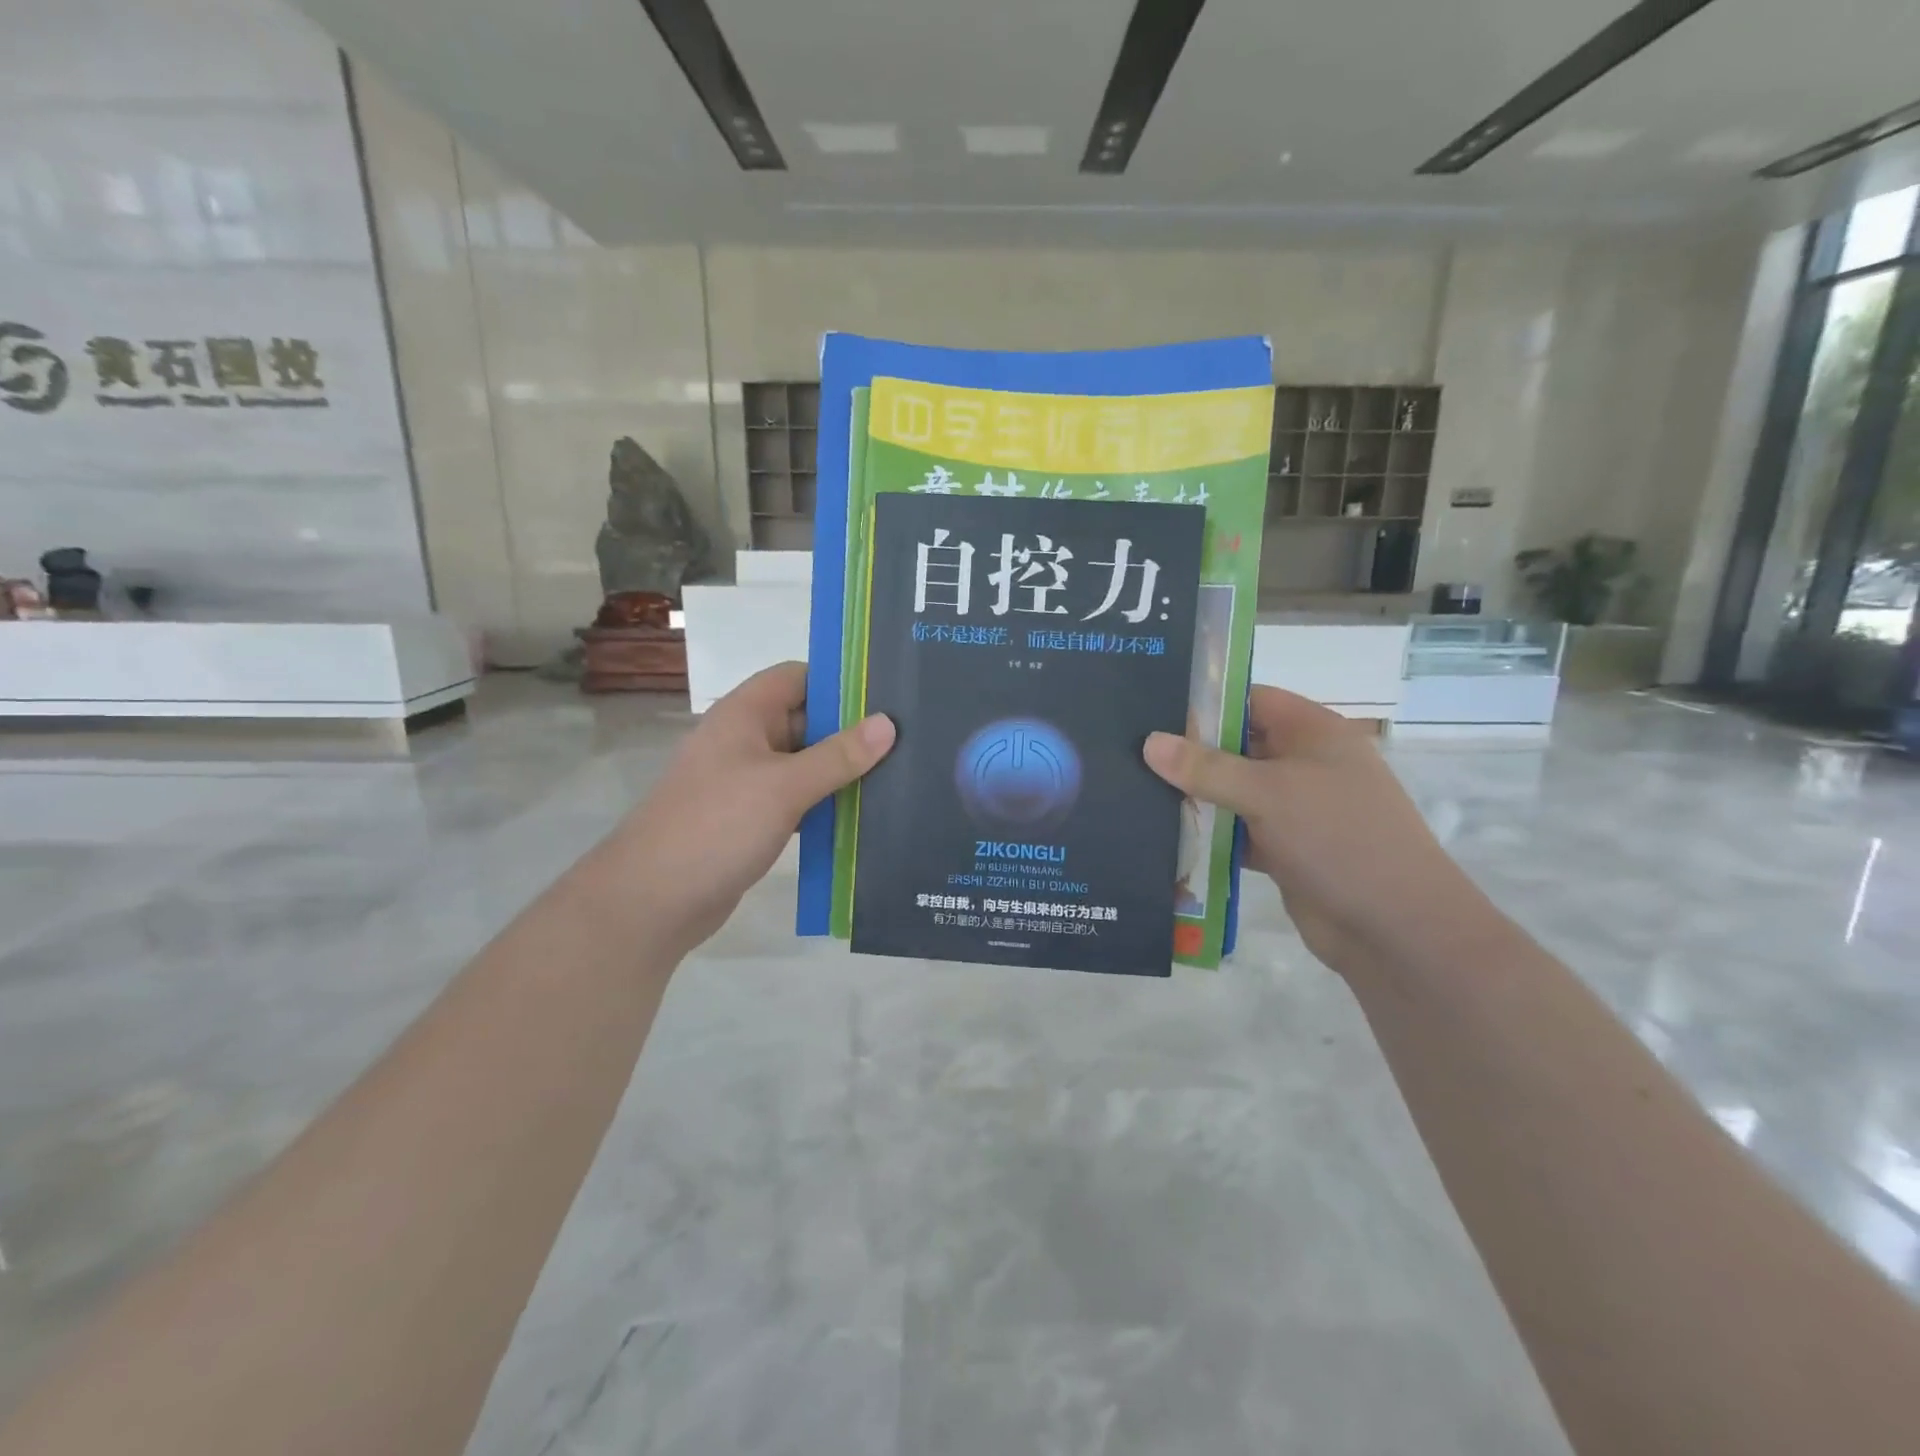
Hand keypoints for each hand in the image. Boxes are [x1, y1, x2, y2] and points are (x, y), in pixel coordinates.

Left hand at [612, 662, 893, 955]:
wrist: (653, 900)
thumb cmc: (717, 826)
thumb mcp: (784, 786)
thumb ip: (838, 755)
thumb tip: (888, 723)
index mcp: (745, 714)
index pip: (798, 677)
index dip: (840, 681)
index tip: (888, 695)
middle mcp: (744, 739)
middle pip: (805, 720)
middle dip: (850, 730)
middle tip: (907, 741)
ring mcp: (745, 781)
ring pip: (803, 764)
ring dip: (840, 771)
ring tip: (897, 776)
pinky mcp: (749, 818)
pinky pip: (795, 799)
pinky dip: (823, 804)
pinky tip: (863, 816)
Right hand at [1143, 687, 1493, 975]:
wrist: (1394, 928)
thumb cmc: (1338, 838)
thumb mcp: (1268, 793)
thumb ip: (1206, 767)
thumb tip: (1149, 742)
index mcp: (1313, 733)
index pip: (1250, 700)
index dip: (1205, 702)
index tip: (1150, 712)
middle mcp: (1304, 764)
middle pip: (1237, 746)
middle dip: (1190, 753)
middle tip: (1129, 754)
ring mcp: (1296, 809)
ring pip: (1234, 792)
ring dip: (1196, 797)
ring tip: (1136, 792)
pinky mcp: (1285, 849)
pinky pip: (1238, 831)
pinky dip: (1210, 834)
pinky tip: (1165, 836)